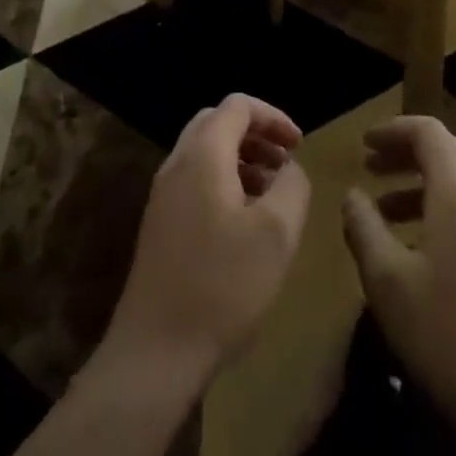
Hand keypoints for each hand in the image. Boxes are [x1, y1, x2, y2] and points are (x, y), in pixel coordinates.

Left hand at [104, 94, 311, 390]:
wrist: (155, 351)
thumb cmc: (222, 285)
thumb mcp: (276, 234)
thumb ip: (292, 187)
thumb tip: (289, 168)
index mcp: (203, 154)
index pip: (238, 105)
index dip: (273, 116)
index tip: (299, 145)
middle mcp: (177, 162)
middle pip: (217, 122)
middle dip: (256, 134)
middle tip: (286, 161)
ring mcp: (163, 193)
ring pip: (205, 152)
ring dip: (241, 159)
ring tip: (272, 192)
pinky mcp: (160, 223)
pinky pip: (195, 180)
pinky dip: (224, 181)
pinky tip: (245, 222)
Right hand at [341, 116, 455, 455]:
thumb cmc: (450, 336)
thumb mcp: (388, 282)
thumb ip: (363, 229)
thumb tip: (352, 196)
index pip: (428, 132)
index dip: (393, 129)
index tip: (363, 144)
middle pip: (446, 152)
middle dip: (405, 153)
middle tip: (370, 167)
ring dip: (420, 184)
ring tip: (383, 211)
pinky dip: (438, 210)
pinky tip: (416, 250)